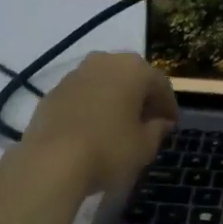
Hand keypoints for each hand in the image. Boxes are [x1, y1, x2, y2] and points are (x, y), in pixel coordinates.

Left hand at [21, 52, 177, 194]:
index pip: (160, 84)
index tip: (171, 125)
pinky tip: (93, 129)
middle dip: (141, 97)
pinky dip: (93, 106)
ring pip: (105, 82)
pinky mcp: (53, 92)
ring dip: (116, 99)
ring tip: (119, 125)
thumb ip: (157, 130)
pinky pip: (83, 94)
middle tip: (147, 121)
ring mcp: (75, 74)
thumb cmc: (109, 150)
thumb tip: (160, 122)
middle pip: (131, 77)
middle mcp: (104, 62)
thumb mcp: (145, 146)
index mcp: (133, 69)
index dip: (168, 105)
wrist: (51, 162)